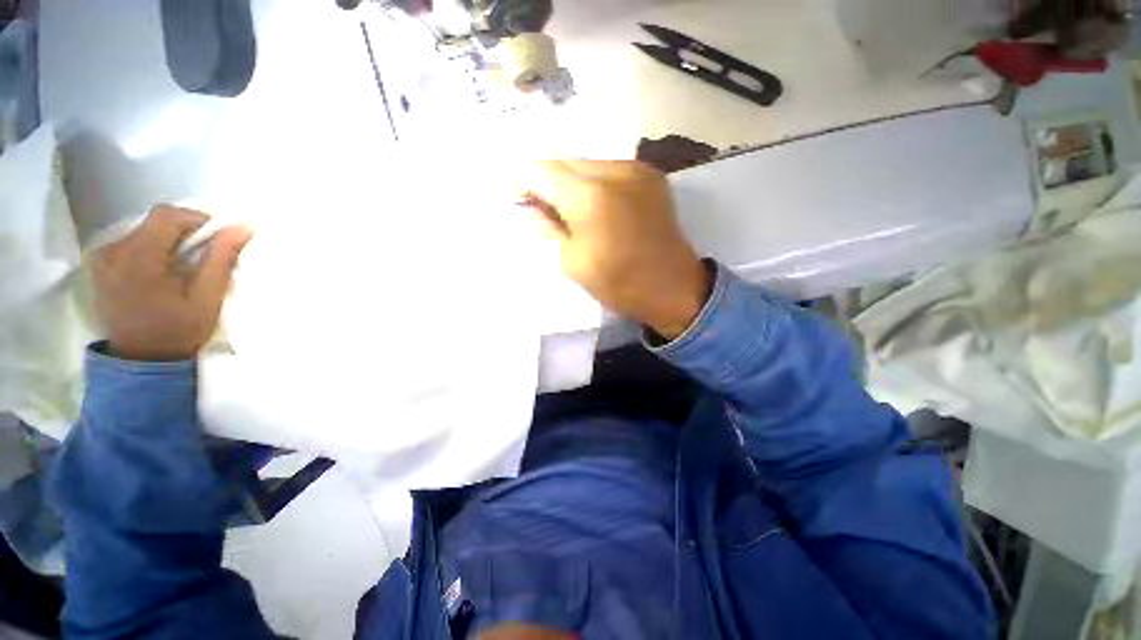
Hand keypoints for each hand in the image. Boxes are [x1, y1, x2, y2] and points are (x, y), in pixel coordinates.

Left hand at [91, 205, 252, 361]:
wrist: (142, 360)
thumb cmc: (179, 330)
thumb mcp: (208, 297)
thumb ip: (221, 258)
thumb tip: (242, 226)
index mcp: (139, 257)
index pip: (168, 215)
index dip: (196, 219)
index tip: (216, 238)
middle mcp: (114, 250)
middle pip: (154, 221)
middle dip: (183, 231)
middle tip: (203, 255)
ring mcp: (102, 258)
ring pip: (143, 230)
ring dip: (167, 240)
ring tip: (182, 265)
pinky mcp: (100, 266)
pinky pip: (130, 242)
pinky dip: (151, 249)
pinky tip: (161, 270)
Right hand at [519, 160, 709, 339]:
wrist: (673, 288)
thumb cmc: (619, 283)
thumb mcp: (572, 263)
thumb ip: (546, 228)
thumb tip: (528, 208)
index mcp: (588, 197)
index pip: (539, 169)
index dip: (524, 183)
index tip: (523, 204)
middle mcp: (613, 171)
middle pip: (564, 161)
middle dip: (549, 182)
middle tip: (548, 211)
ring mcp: (636, 170)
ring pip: (588, 164)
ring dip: (574, 183)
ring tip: (577, 213)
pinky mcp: (652, 176)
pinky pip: (611, 170)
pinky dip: (597, 185)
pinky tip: (602, 209)